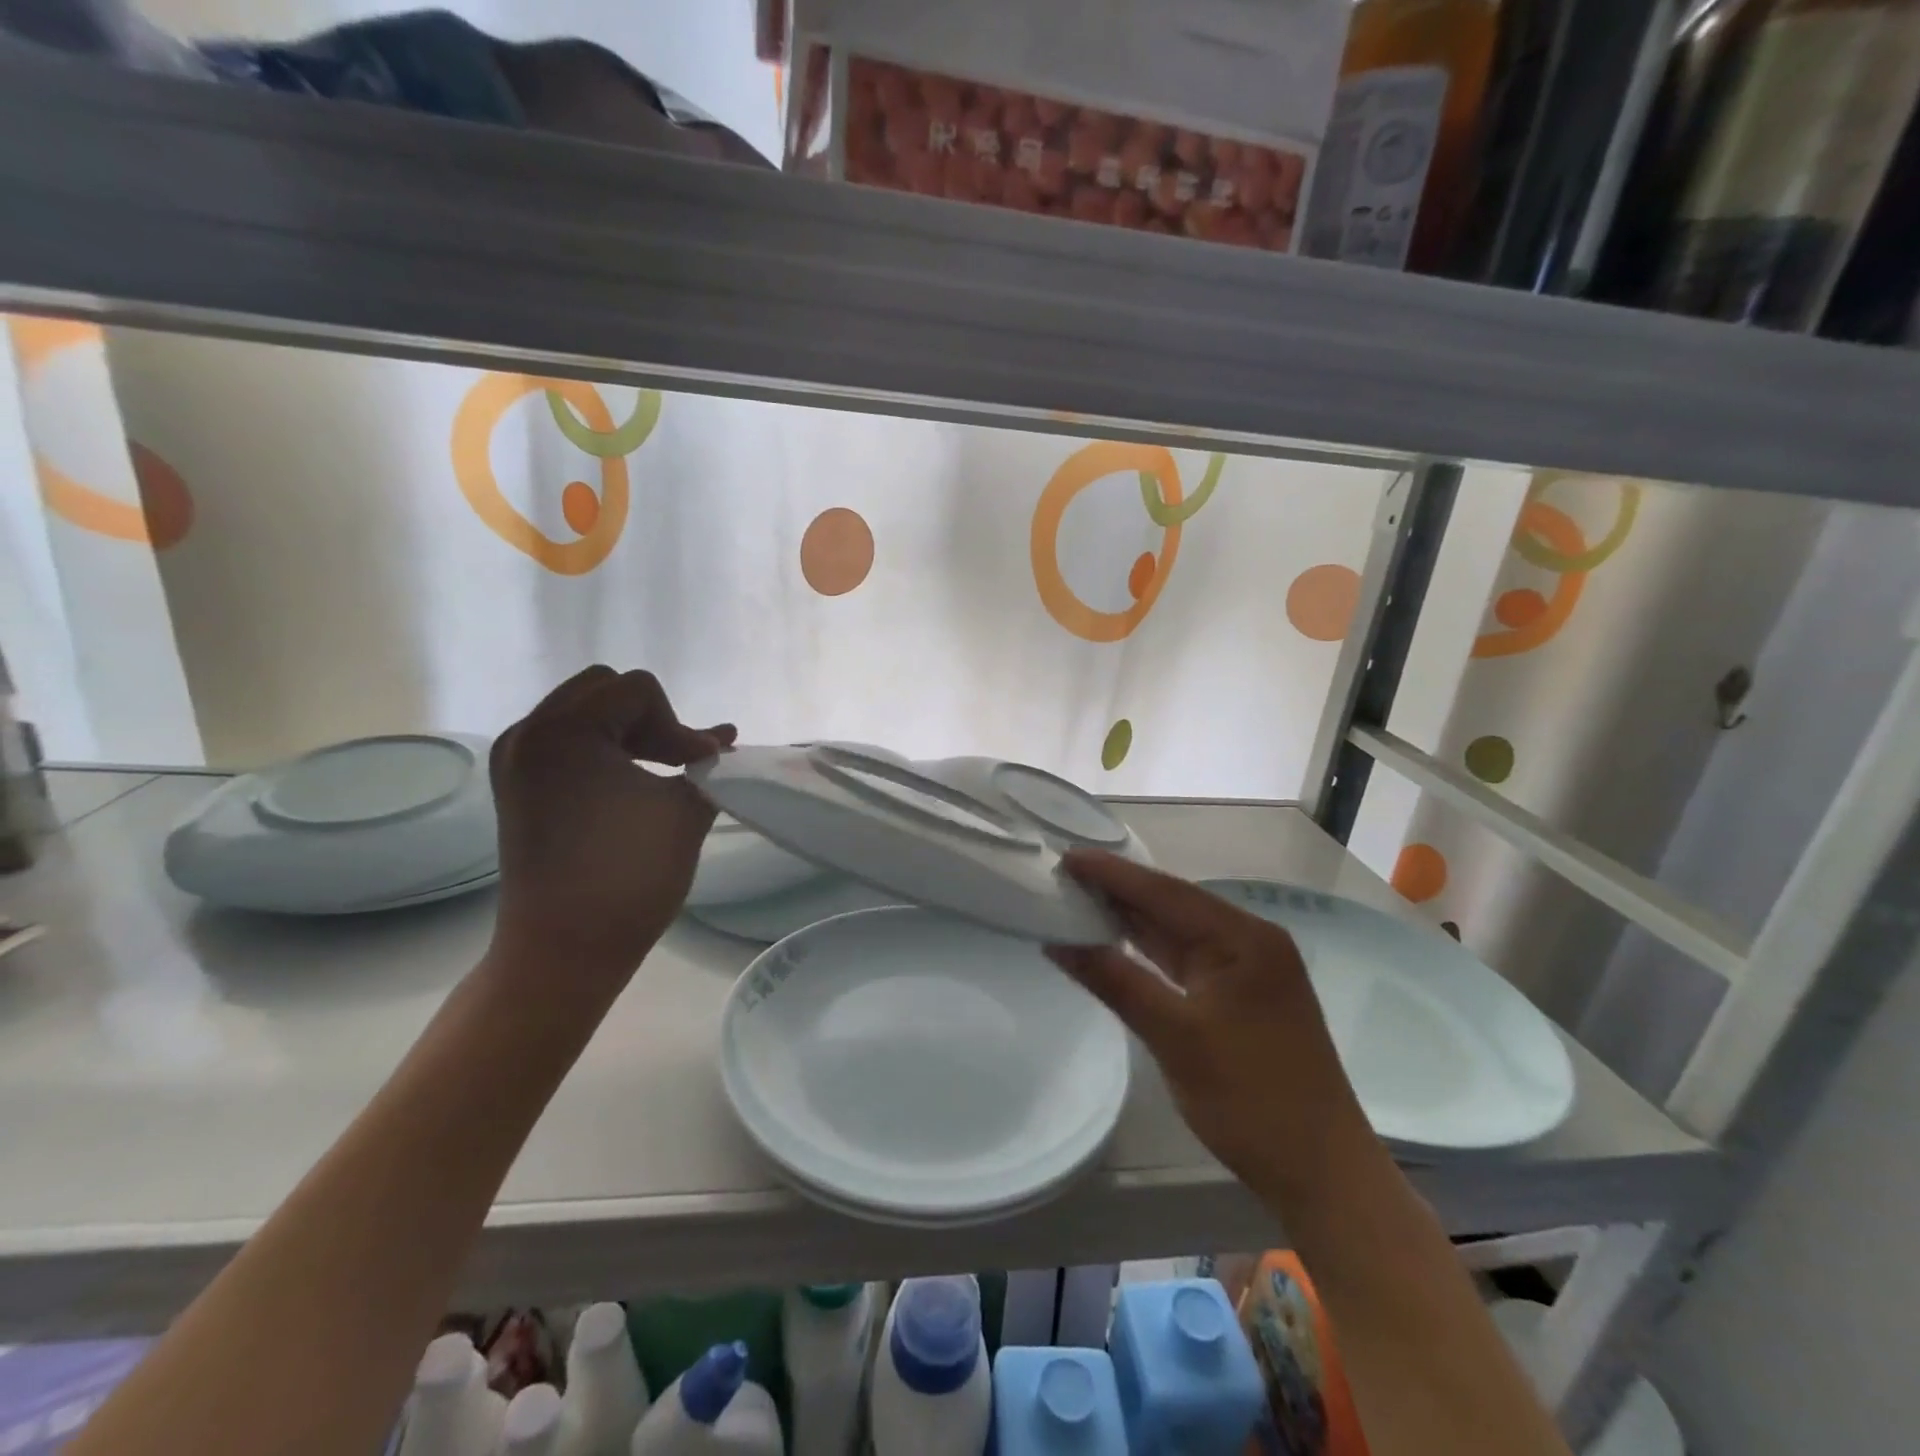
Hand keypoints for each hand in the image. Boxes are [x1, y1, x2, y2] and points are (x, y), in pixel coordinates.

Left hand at [487, 666, 734, 980]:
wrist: (564, 951)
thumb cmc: (628, 876)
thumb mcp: (683, 811)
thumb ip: (707, 766)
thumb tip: (721, 743)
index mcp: (565, 730)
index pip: (637, 691)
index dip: (678, 725)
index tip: (699, 767)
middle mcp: (529, 734)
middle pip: (603, 691)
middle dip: (650, 720)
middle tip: (678, 761)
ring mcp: (516, 761)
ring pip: (583, 714)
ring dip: (628, 733)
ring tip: (661, 770)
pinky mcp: (517, 788)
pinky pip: (565, 743)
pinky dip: (602, 751)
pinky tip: (629, 782)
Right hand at [1048, 852, 1381, 1213]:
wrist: (1322, 1174)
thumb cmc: (1253, 1100)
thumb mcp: (1176, 1038)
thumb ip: (1116, 982)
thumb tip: (1058, 943)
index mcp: (1244, 938)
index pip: (1166, 892)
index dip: (1113, 873)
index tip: (1065, 856)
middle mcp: (1248, 941)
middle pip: (1171, 905)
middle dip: (1118, 891)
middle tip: (1061, 875)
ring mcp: (1245, 969)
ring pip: (1175, 932)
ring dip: (1130, 919)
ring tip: (1075, 898)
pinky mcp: (1238, 996)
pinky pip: (1183, 960)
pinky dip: (1147, 952)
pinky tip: (1113, 941)